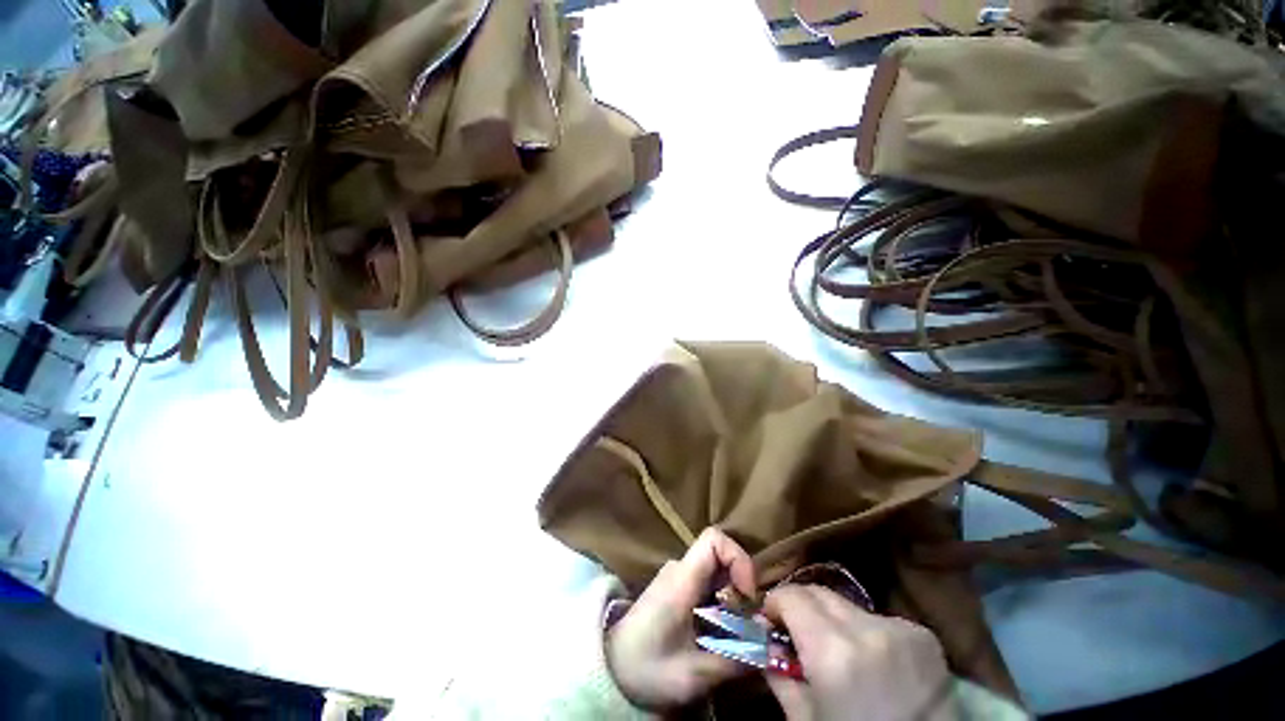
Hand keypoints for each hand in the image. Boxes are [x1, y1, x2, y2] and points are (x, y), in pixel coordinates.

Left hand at [606, 527, 757, 708]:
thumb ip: (734, 658)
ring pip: (715, 571)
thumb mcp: (693, 674)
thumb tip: (771, 644)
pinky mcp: (676, 587)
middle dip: (739, 587)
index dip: (738, 558)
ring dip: (731, 599)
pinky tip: (716, 633)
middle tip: (744, 626)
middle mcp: (679, 569)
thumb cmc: (647, 668)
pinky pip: (707, 582)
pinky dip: (720, 602)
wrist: (611, 668)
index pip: (713, 539)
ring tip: (730, 636)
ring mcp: (676, 576)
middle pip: (720, 556)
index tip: (747, 595)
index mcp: (681, 580)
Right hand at [764, 585, 956, 720]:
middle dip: (802, 607)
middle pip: (819, 592)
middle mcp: (866, 629)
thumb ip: (780, 675)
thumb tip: (764, 639)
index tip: (770, 620)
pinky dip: (866, 632)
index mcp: (832, 653)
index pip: (791, 596)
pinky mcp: (923, 635)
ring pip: (848, 605)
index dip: (775, 603)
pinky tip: (873, 661)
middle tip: (796, 632)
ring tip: (838, 651)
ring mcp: (899, 629)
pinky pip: (878, 618)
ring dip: (834, 620)